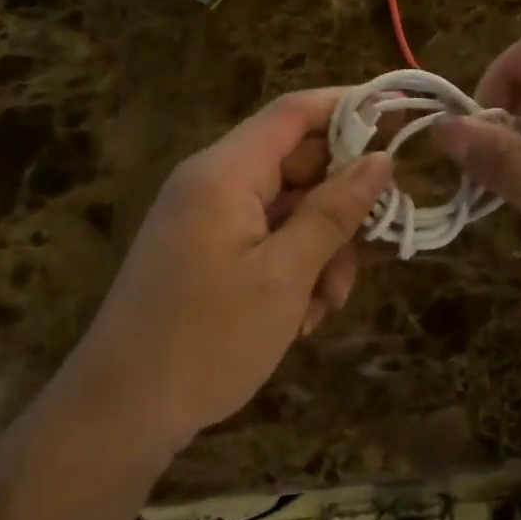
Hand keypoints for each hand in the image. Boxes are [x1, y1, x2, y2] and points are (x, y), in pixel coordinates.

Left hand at [74, 90, 392, 450]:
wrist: (120, 413)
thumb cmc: (209, 338)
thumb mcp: (286, 275)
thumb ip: (334, 212)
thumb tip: (380, 160)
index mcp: (225, 172)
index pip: (294, 112)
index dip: (349, 107)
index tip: (400, 122)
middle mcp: (212, 184)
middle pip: (296, 165)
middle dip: (340, 205)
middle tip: (377, 244)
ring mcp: (206, 220)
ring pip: (287, 210)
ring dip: (320, 249)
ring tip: (328, 303)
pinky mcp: (205, 253)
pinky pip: (264, 240)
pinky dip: (292, 269)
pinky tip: (301, 317)